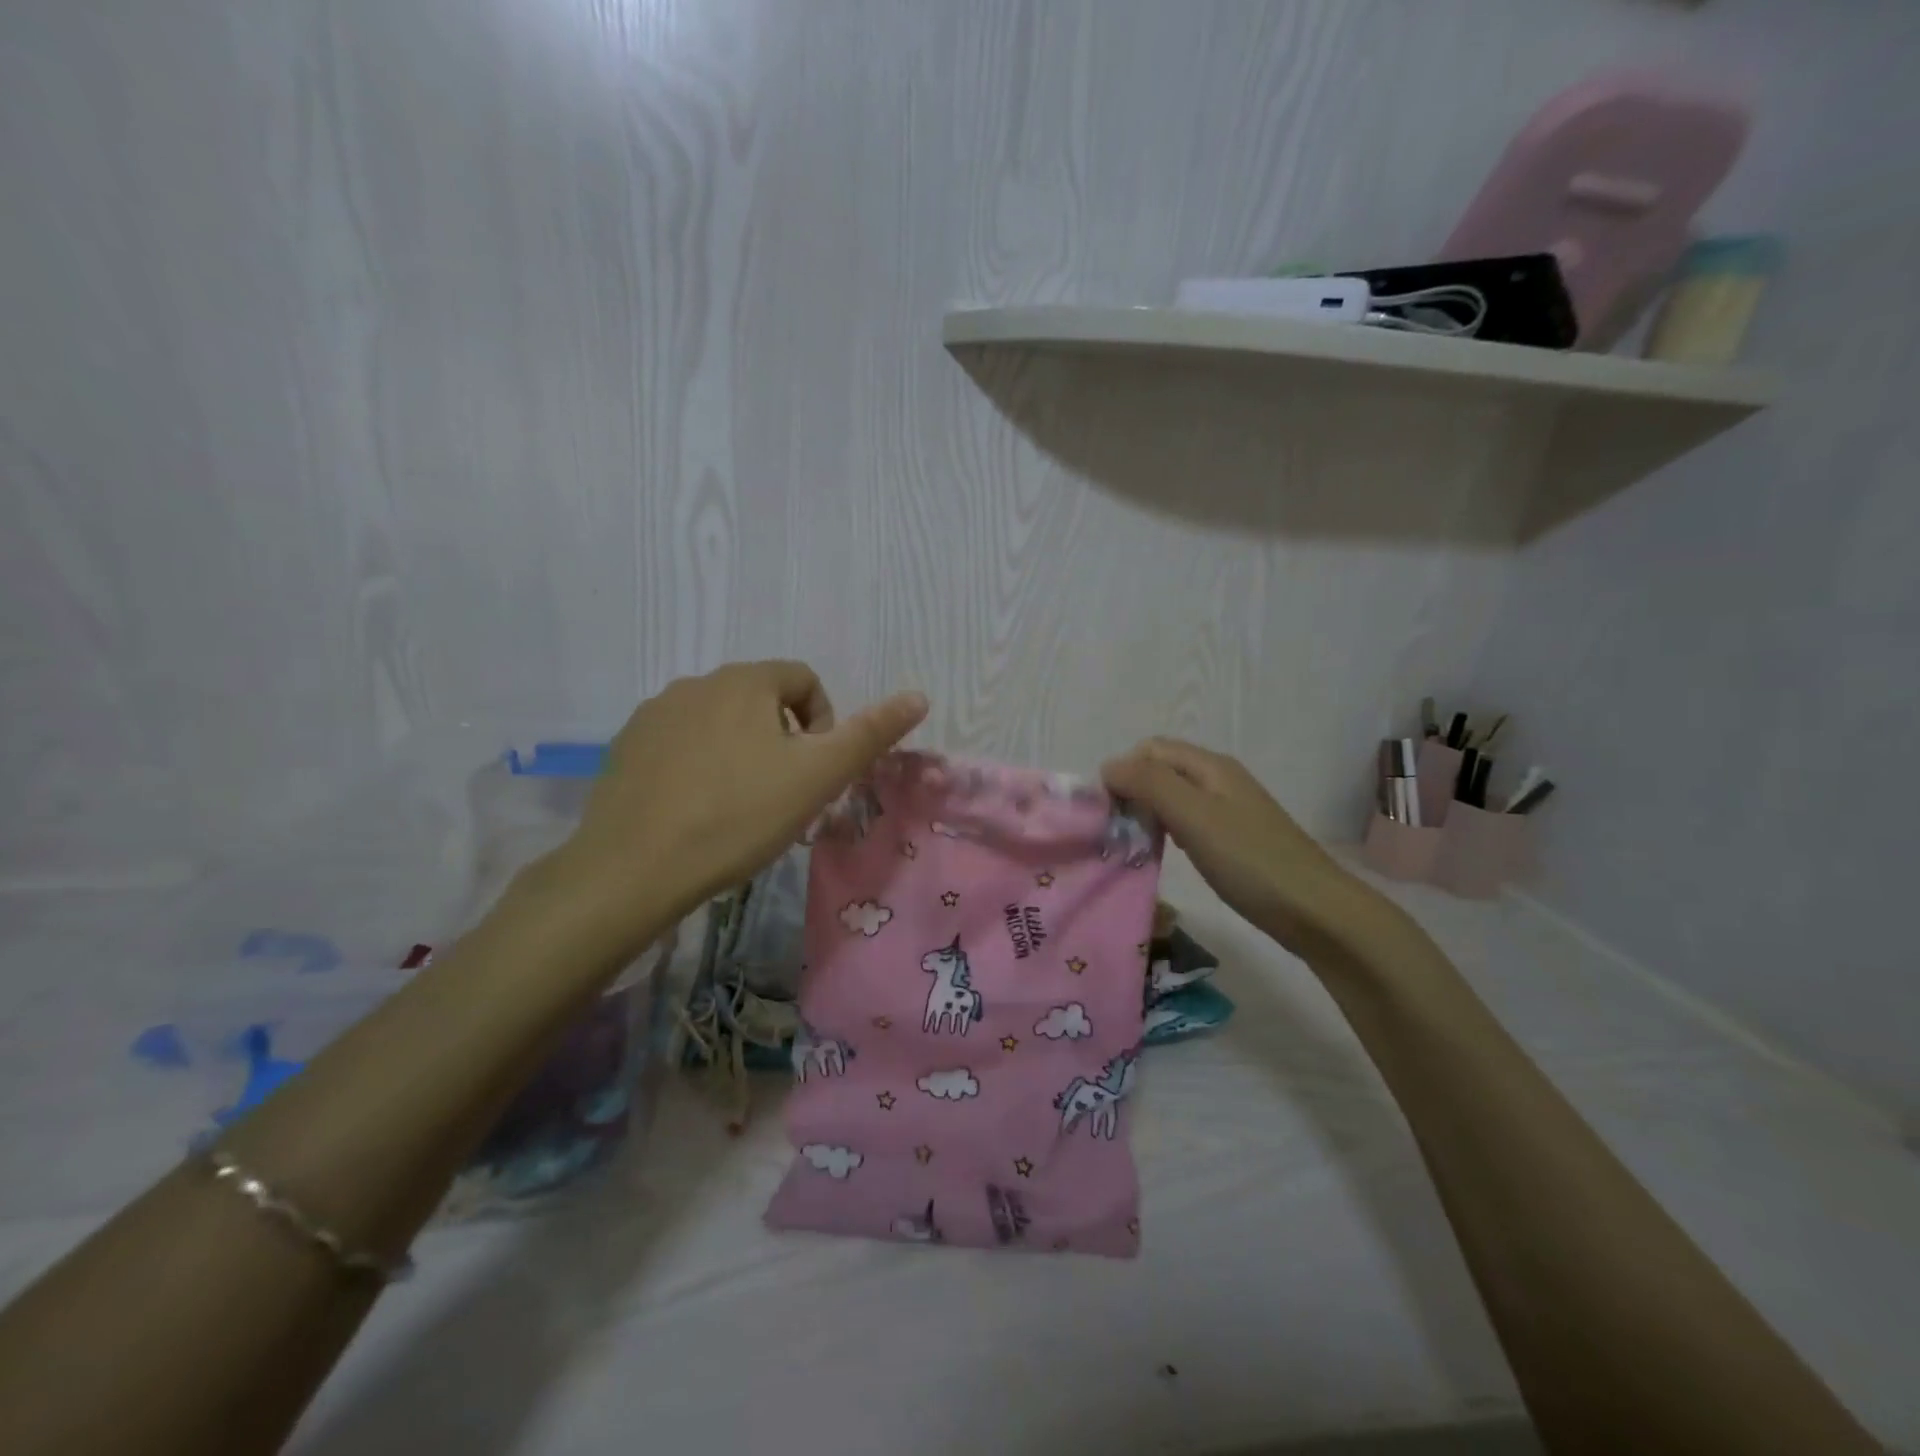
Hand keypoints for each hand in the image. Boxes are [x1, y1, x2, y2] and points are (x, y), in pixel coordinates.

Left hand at [555, 661, 927, 949]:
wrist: (633, 869)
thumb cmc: (738, 816)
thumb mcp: (817, 777)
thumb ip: (870, 734)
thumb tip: (919, 696)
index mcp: (745, 681)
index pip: (804, 680)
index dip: (822, 722)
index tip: (813, 771)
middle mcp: (696, 682)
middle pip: (761, 699)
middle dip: (782, 740)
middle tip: (782, 794)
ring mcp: (654, 714)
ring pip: (720, 722)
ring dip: (741, 751)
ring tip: (740, 805)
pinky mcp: (626, 747)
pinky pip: (680, 743)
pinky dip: (699, 765)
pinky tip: (696, 809)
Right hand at [1101, 737, 1383, 959]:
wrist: (1316, 911)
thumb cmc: (1251, 861)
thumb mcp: (1194, 817)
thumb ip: (1150, 784)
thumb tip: (1108, 765)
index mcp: (1210, 766)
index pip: (1150, 749)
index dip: (1124, 771)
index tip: (1109, 811)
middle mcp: (1218, 779)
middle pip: (1161, 770)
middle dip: (1133, 792)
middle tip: (1118, 831)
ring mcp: (1228, 809)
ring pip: (1173, 797)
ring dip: (1148, 812)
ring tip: (1135, 844)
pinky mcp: (1233, 838)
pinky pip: (1188, 821)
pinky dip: (1168, 830)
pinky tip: (1166, 854)